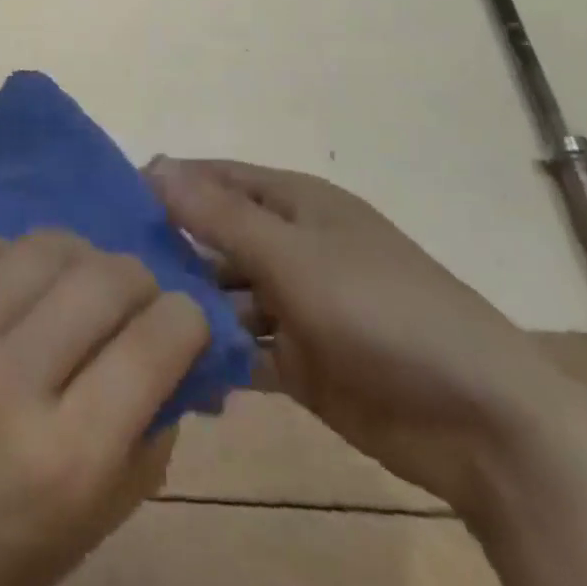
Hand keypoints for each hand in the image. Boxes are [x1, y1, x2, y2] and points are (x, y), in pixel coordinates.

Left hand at [0, 231, 208, 585]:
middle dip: (139, 281)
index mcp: (65, 455)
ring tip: (72, 283)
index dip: (187, 319)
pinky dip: (5, 256)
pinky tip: (7, 283)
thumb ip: (146, 436)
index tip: (182, 322)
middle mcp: (6, 382)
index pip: (158, 340)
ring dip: (78, 259)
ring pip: (41, 248)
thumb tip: (174, 355)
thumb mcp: (90, 527)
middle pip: (104, 278)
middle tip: (132, 300)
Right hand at [147, 158, 574, 516]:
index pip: (217, 179)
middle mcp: (292, 247)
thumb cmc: (381, 311)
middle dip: (169, 250)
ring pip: (224, 295)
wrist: (479, 420)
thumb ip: (219, 215)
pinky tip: (171, 367)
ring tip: (129, 323)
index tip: (108, 203)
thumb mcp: (292, 255)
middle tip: (106, 271)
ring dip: (188, 306)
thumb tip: (155, 165)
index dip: (168, 184)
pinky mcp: (301, 361)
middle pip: (216, 238)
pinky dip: (214, 356)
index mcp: (296, 205)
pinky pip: (242, 349)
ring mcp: (296, 306)